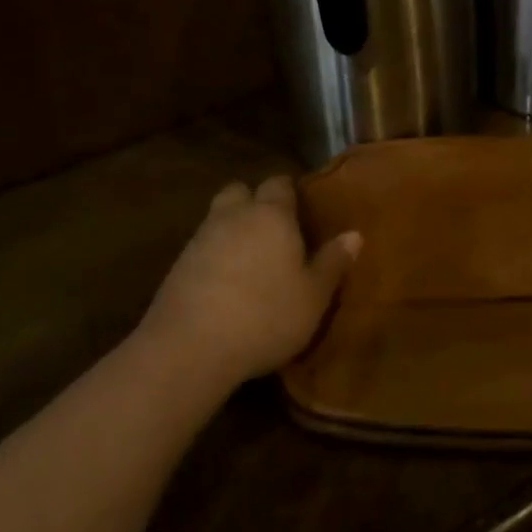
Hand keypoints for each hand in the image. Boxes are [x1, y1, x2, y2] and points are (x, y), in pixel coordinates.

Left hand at [139, 176, 361, 393]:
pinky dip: (212, 256)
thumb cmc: (265, 316)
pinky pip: (200, 247)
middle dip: (253, 202)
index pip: (279, 184)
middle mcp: (234, 216)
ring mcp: (200, 239)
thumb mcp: (313, 296)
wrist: (189, 348)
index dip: (289, 193)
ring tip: (249, 260)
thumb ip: (332, 262)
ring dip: (231, 229)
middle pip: (240, 191)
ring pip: (217, 218)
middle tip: (272, 230)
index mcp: (271, 215)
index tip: (301, 211)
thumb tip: (354, 234)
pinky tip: (224, 284)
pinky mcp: (176, 266)